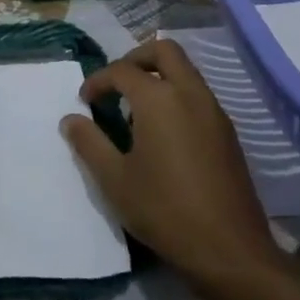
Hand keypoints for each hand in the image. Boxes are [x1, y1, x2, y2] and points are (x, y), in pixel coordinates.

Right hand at [63, 39, 281, 286]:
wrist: (230, 249)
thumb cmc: (164, 210)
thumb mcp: (114, 180)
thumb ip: (89, 143)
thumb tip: (70, 119)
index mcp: (159, 98)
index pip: (122, 70)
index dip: (98, 81)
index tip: (84, 101)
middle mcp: (190, 93)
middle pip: (164, 50)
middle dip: (135, 58)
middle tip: (116, 84)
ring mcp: (214, 110)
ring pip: (185, 70)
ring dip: (158, 76)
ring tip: (135, 110)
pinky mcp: (227, 131)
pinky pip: (198, 94)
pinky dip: (176, 95)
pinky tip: (162, 131)